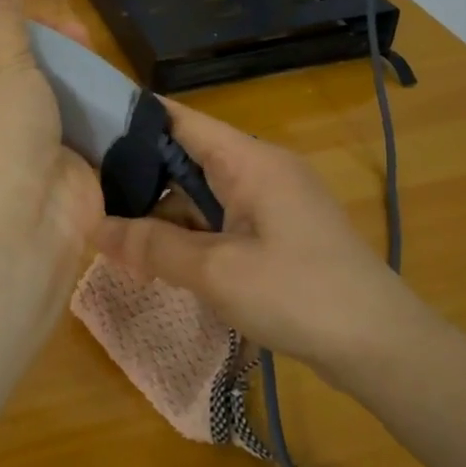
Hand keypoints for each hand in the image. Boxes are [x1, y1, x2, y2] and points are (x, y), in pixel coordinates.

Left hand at [0, 0, 102, 268]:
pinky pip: (67, 118)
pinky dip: (84, 99)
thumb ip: (0, 15)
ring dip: (60, 66)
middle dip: (28, 40)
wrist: (28, 225)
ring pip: (35, 90)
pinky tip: (105, 77)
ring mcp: (12, 140)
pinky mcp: (51, 157)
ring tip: (85, 40)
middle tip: (57, 23)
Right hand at [91, 98, 435, 391]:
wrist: (381, 346)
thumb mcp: (216, 271)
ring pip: (202, 192)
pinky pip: (221, 220)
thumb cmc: (298, 295)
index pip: (180, 120)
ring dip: (163, 213)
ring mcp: (272, 202)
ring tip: (112, 232)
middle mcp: (261, 170)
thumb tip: (96, 228)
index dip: (132, 120)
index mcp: (250, 160)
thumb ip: (153, 247)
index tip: (84, 131)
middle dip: (139, 176)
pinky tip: (157, 257)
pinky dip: (189, 233)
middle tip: (86, 193)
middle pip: (187, 157)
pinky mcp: (278, 233)